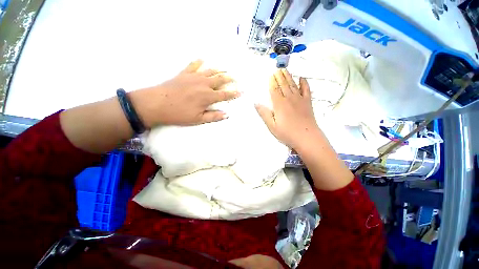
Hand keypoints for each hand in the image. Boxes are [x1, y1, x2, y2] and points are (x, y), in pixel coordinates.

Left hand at [130, 60, 239, 126]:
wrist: (156, 104)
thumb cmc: (179, 114)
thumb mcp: (198, 119)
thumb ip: (213, 116)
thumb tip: (226, 114)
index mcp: (207, 96)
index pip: (224, 94)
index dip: (233, 93)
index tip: (241, 91)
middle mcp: (203, 84)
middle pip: (219, 80)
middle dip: (228, 79)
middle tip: (235, 78)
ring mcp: (193, 77)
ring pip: (209, 71)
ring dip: (218, 70)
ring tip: (224, 69)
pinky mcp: (184, 74)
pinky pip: (193, 65)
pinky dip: (198, 62)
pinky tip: (202, 59)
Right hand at [255, 69, 319, 149]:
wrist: (307, 137)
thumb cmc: (287, 133)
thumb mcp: (272, 126)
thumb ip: (264, 114)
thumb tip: (256, 103)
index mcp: (279, 104)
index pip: (274, 90)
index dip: (272, 82)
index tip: (270, 75)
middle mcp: (289, 98)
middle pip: (283, 85)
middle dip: (279, 76)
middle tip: (277, 68)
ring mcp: (300, 99)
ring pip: (293, 85)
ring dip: (288, 76)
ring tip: (285, 70)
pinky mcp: (307, 102)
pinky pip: (306, 89)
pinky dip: (304, 83)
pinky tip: (302, 78)